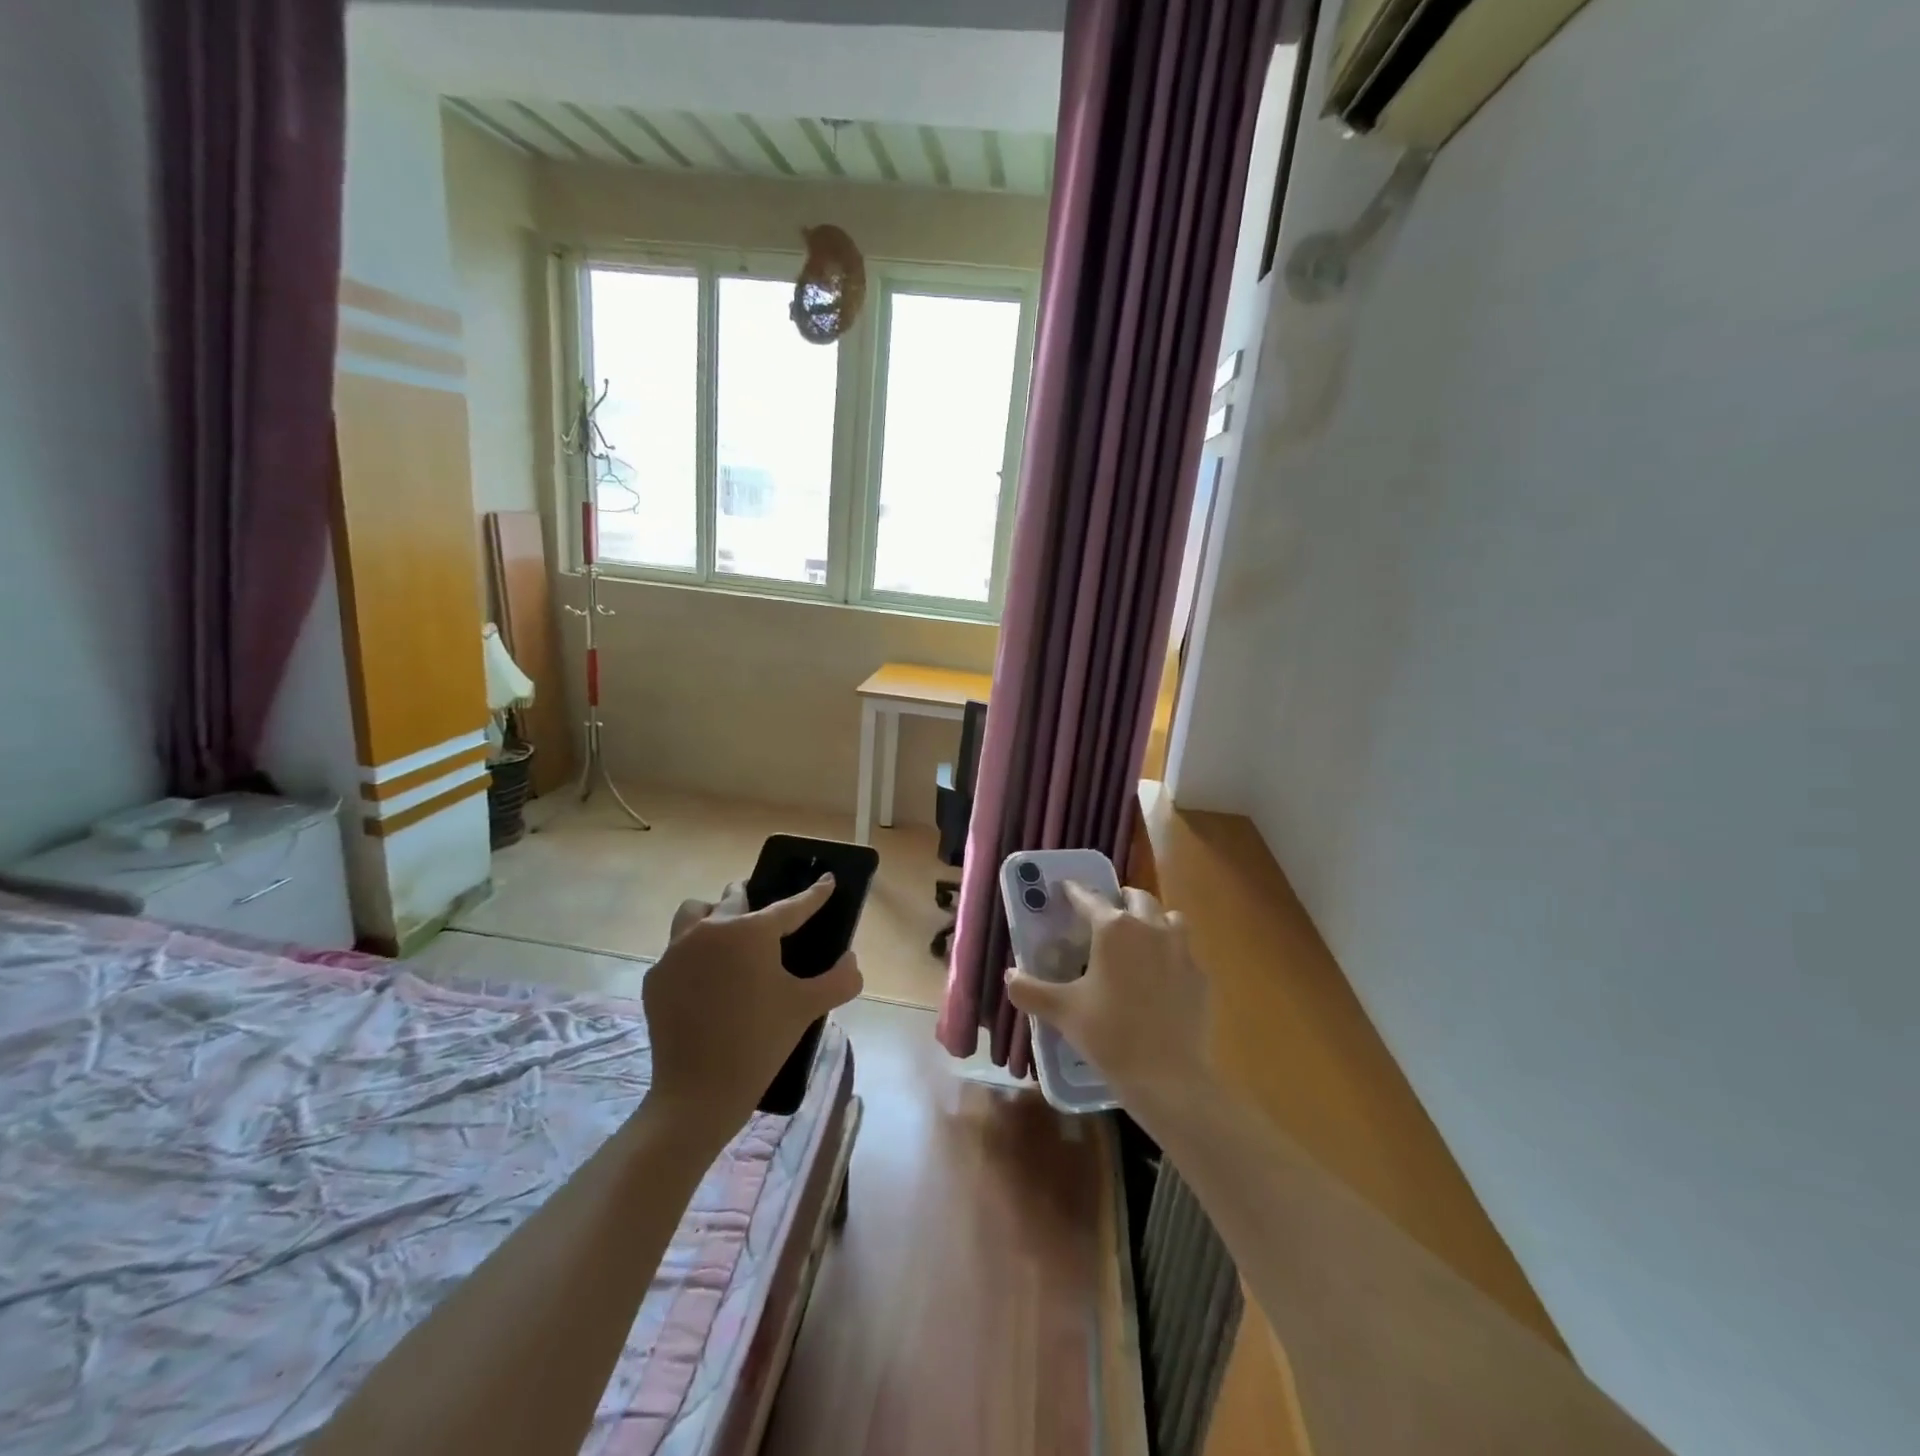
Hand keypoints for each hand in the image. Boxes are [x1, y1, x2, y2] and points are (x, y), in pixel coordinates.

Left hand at [644, 876, 862, 1138]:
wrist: (698, 1093)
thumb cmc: (760, 1042)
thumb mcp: (807, 1008)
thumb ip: (839, 979)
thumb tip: (851, 961)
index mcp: (750, 932)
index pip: (791, 906)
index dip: (814, 894)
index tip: (827, 880)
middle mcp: (710, 930)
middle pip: (734, 898)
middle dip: (754, 897)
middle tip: (767, 913)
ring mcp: (676, 952)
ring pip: (695, 913)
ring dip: (714, 915)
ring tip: (728, 935)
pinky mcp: (657, 977)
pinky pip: (677, 950)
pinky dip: (694, 953)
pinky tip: (707, 979)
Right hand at [1005, 881, 1211, 1102]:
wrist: (1166, 1076)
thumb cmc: (1109, 1034)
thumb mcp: (1061, 1011)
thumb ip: (1030, 990)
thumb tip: (1009, 977)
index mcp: (1113, 928)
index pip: (1090, 897)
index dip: (1075, 891)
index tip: (1066, 888)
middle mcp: (1150, 928)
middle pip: (1137, 898)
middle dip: (1120, 900)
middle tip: (1105, 915)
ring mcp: (1181, 950)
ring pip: (1169, 918)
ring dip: (1153, 920)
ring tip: (1139, 939)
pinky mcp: (1200, 976)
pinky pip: (1185, 952)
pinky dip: (1171, 954)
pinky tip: (1161, 977)